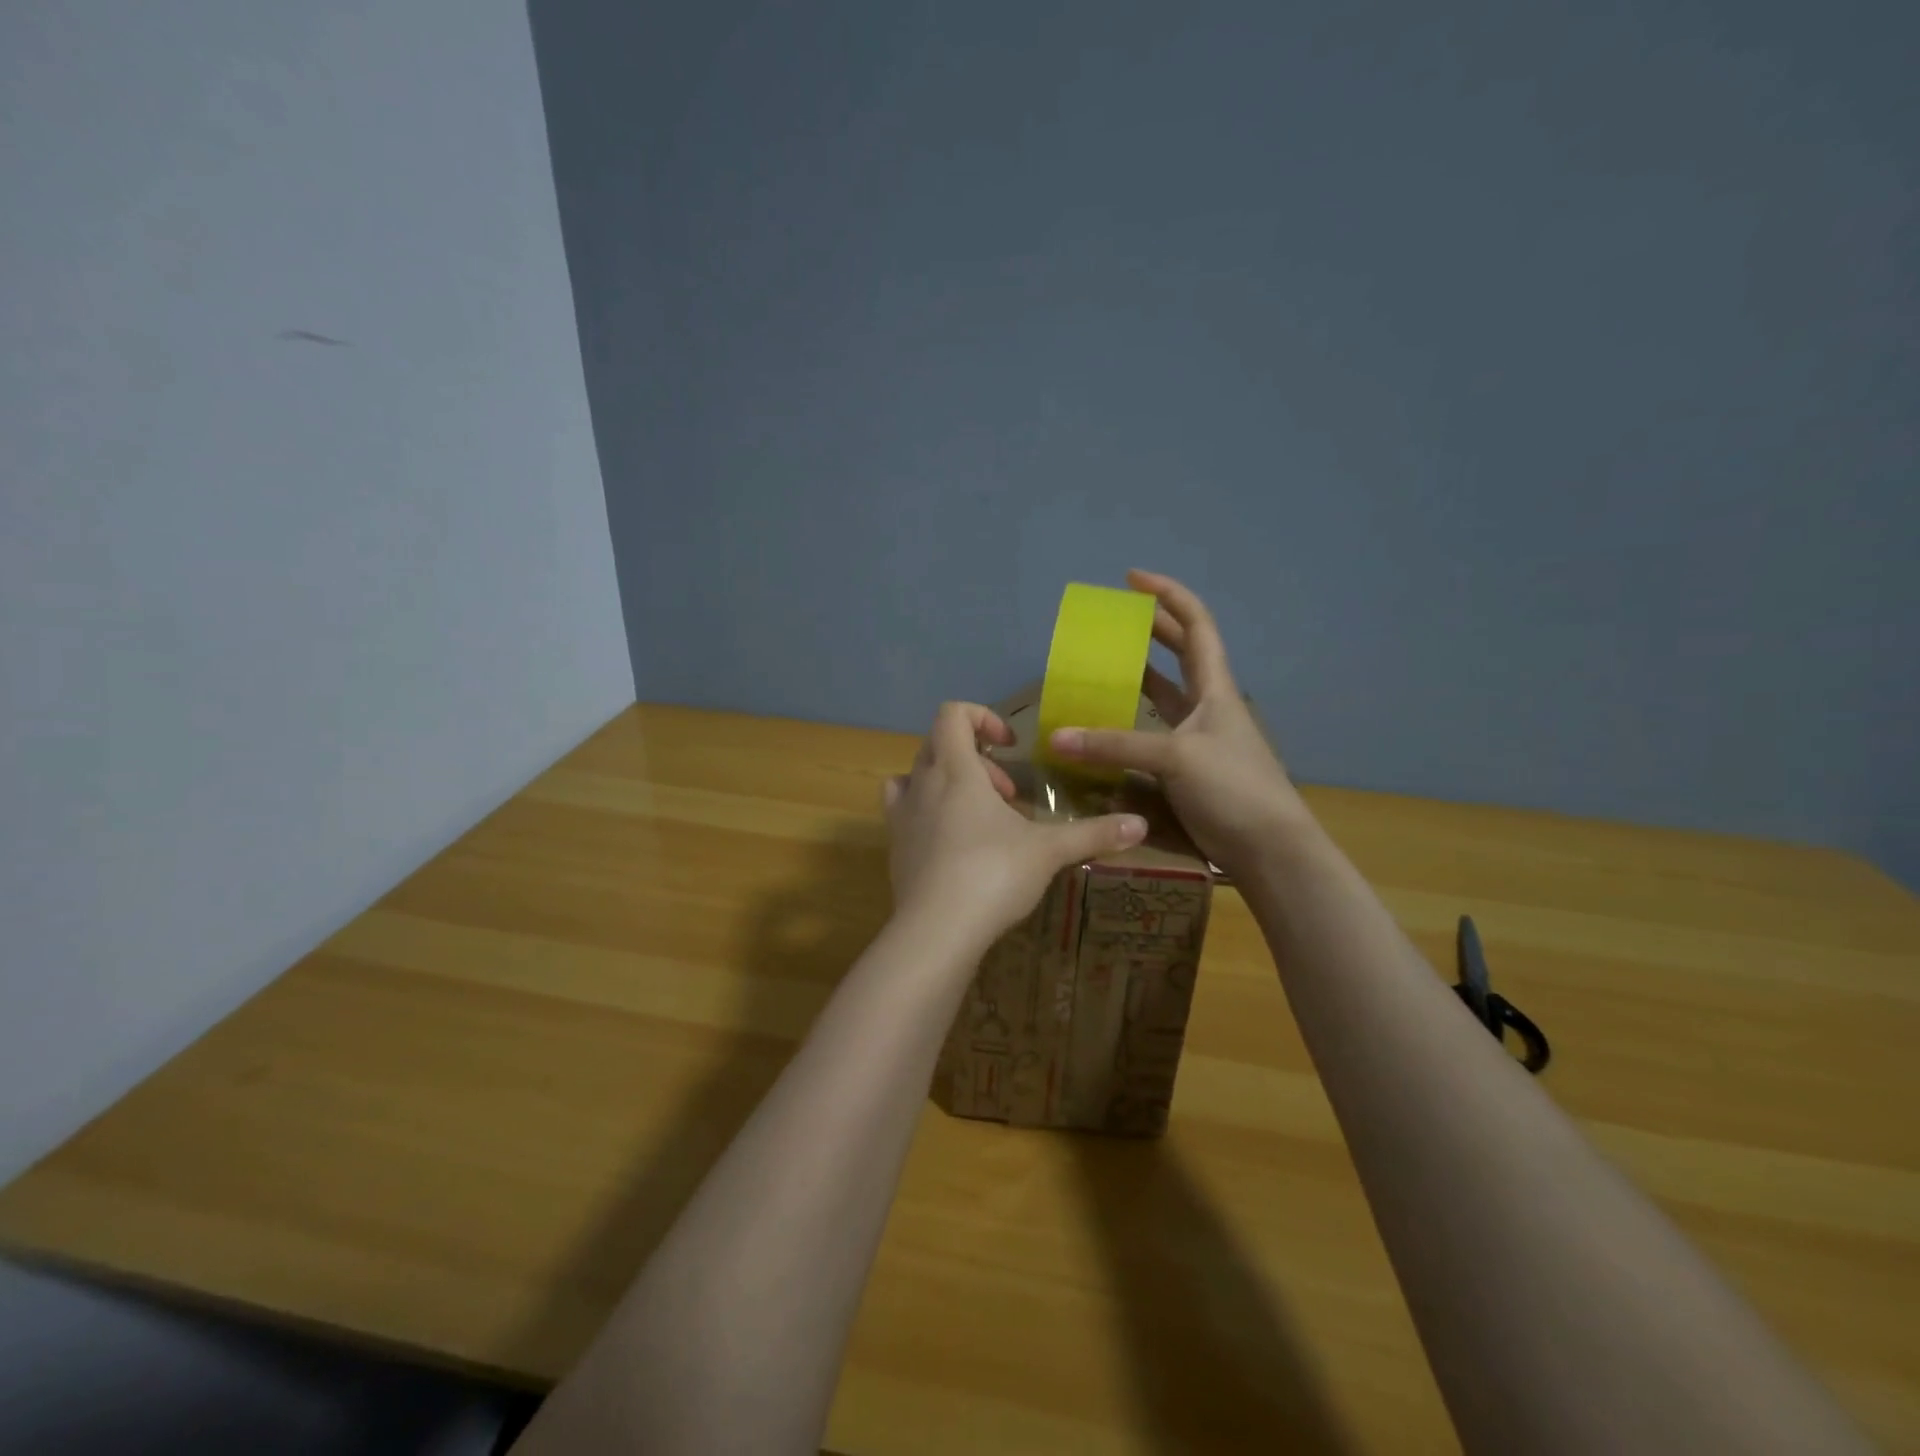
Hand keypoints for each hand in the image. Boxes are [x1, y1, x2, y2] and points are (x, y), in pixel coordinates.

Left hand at [885, 702, 1147, 937]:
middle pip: (938, 745)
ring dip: (947, 783)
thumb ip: (1093, 833)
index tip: (1011, 745)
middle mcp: (921, 784)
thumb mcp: (1049, 851)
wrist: (936, 931)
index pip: (953, 715)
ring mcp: (902, 816)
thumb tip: (1141, 825)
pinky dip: (927, 813)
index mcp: (955, 770)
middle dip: (976, 759)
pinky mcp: (894, 848)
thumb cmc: (993, 874)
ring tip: (979, 816)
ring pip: (916, 776)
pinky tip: (954, 844)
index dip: (983, 718)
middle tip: (1007, 794)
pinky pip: (905, 812)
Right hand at [1047, 570, 1307, 873]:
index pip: (1196, 625)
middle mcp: (1206, 705)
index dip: (1168, 595)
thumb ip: (1116, 745)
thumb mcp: (1176, 757)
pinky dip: (1127, 725)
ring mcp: (1197, 737)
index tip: (1132, 579)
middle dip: (1148, 630)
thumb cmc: (1234, 787)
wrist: (1269, 848)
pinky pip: (1150, 734)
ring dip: (1136, 677)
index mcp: (1214, 687)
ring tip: (1100, 667)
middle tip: (1110, 621)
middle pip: (1179, 653)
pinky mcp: (1185, 768)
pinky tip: (1103, 728)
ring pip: (1163, 695)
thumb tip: (1057, 738)